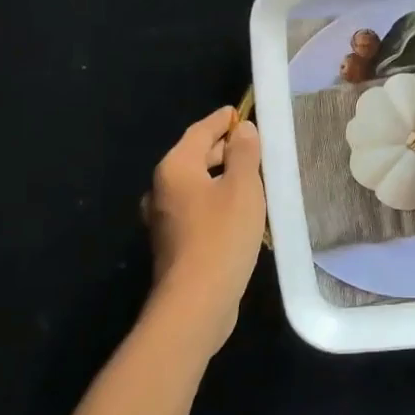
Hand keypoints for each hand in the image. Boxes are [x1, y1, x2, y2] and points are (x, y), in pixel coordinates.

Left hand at [143, 107, 265, 355]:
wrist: (196, 301)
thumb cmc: (222, 236)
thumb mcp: (243, 188)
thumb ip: (244, 154)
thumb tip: (243, 129)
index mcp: (175, 168)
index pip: (199, 132)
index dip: (221, 120)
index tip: (239, 112)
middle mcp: (162, 189)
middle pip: (194, 157)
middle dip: (222, 148)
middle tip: (252, 144)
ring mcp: (164, 218)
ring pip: (196, 184)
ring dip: (221, 176)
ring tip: (251, 175)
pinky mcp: (173, 242)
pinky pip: (196, 207)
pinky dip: (215, 199)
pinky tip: (238, 210)